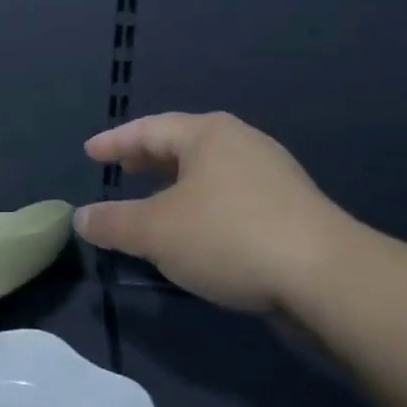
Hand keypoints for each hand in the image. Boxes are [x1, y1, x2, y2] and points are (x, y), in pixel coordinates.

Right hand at [74, 112, 357, 313]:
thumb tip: (81, 217)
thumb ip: (114, 223)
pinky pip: (231, 196)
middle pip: (182, 144)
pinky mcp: (290, 209)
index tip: (90, 152)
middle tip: (121, 170)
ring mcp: (271, 175)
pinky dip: (202, 205)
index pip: (149, 128)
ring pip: (209, 172)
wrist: (326, 277)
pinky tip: (197, 231)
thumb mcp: (156, 232)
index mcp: (208, 134)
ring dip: (176, 184)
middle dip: (148, 158)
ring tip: (154, 201)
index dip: (115, 141)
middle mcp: (241, 143)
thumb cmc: (229, 237)